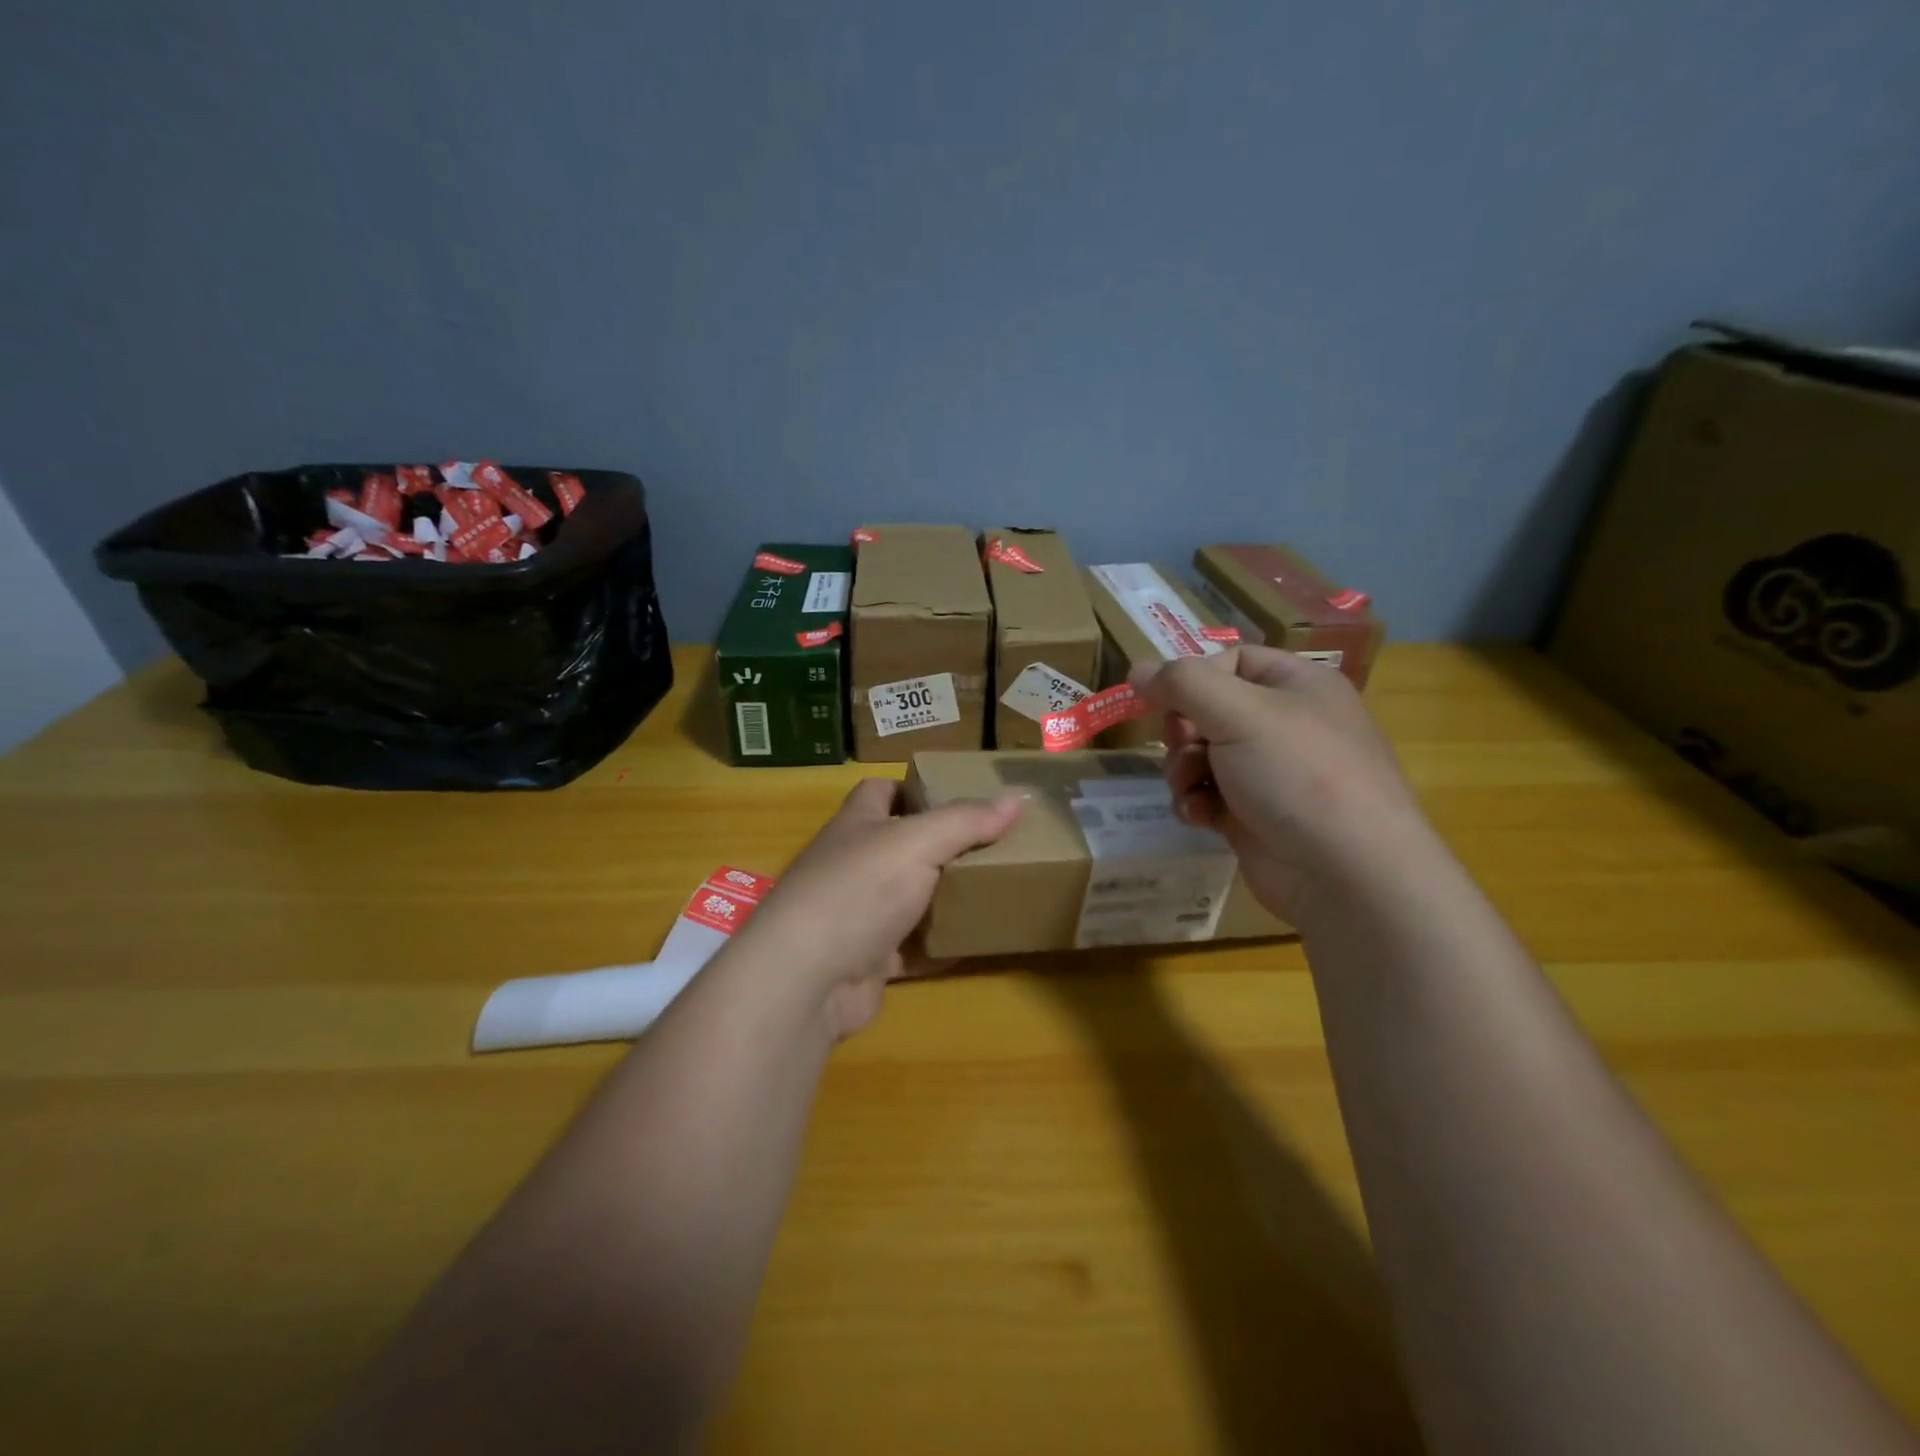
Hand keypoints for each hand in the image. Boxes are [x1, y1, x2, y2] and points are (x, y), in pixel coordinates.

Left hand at [728, 779, 1023, 1040]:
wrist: (807, 980)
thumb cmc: (858, 891)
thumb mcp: (918, 843)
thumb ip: (966, 821)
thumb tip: (1017, 796)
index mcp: (857, 825)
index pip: (880, 791)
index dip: (915, 788)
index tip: (959, 797)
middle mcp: (852, 865)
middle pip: (900, 847)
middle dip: (942, 847)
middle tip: (992, 847)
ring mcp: (856, 915)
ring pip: (907, 899)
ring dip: (943, 898)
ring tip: (991, 891)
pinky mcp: (866, 960)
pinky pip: (910, 948)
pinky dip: (937, 947)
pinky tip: (972, 945)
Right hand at [1130, 646, 1435, 927]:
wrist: (1347, 874)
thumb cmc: (1298, 775)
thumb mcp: (1239, 713)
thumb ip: (1182, 683)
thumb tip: (1136, 669)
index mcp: (1297, 686)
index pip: (1231, 661)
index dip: (1192, 678)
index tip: (1161, 702)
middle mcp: (1286, 724)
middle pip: (1209, 710)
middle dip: (1183, 731)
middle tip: (1181, 746)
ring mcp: (1270, 773)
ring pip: (1202, 755)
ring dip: (1182, 770)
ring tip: (1188, 788)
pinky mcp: (1254, 816)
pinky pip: (1209, 795)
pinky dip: (1196, 802)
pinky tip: (1198, 817)